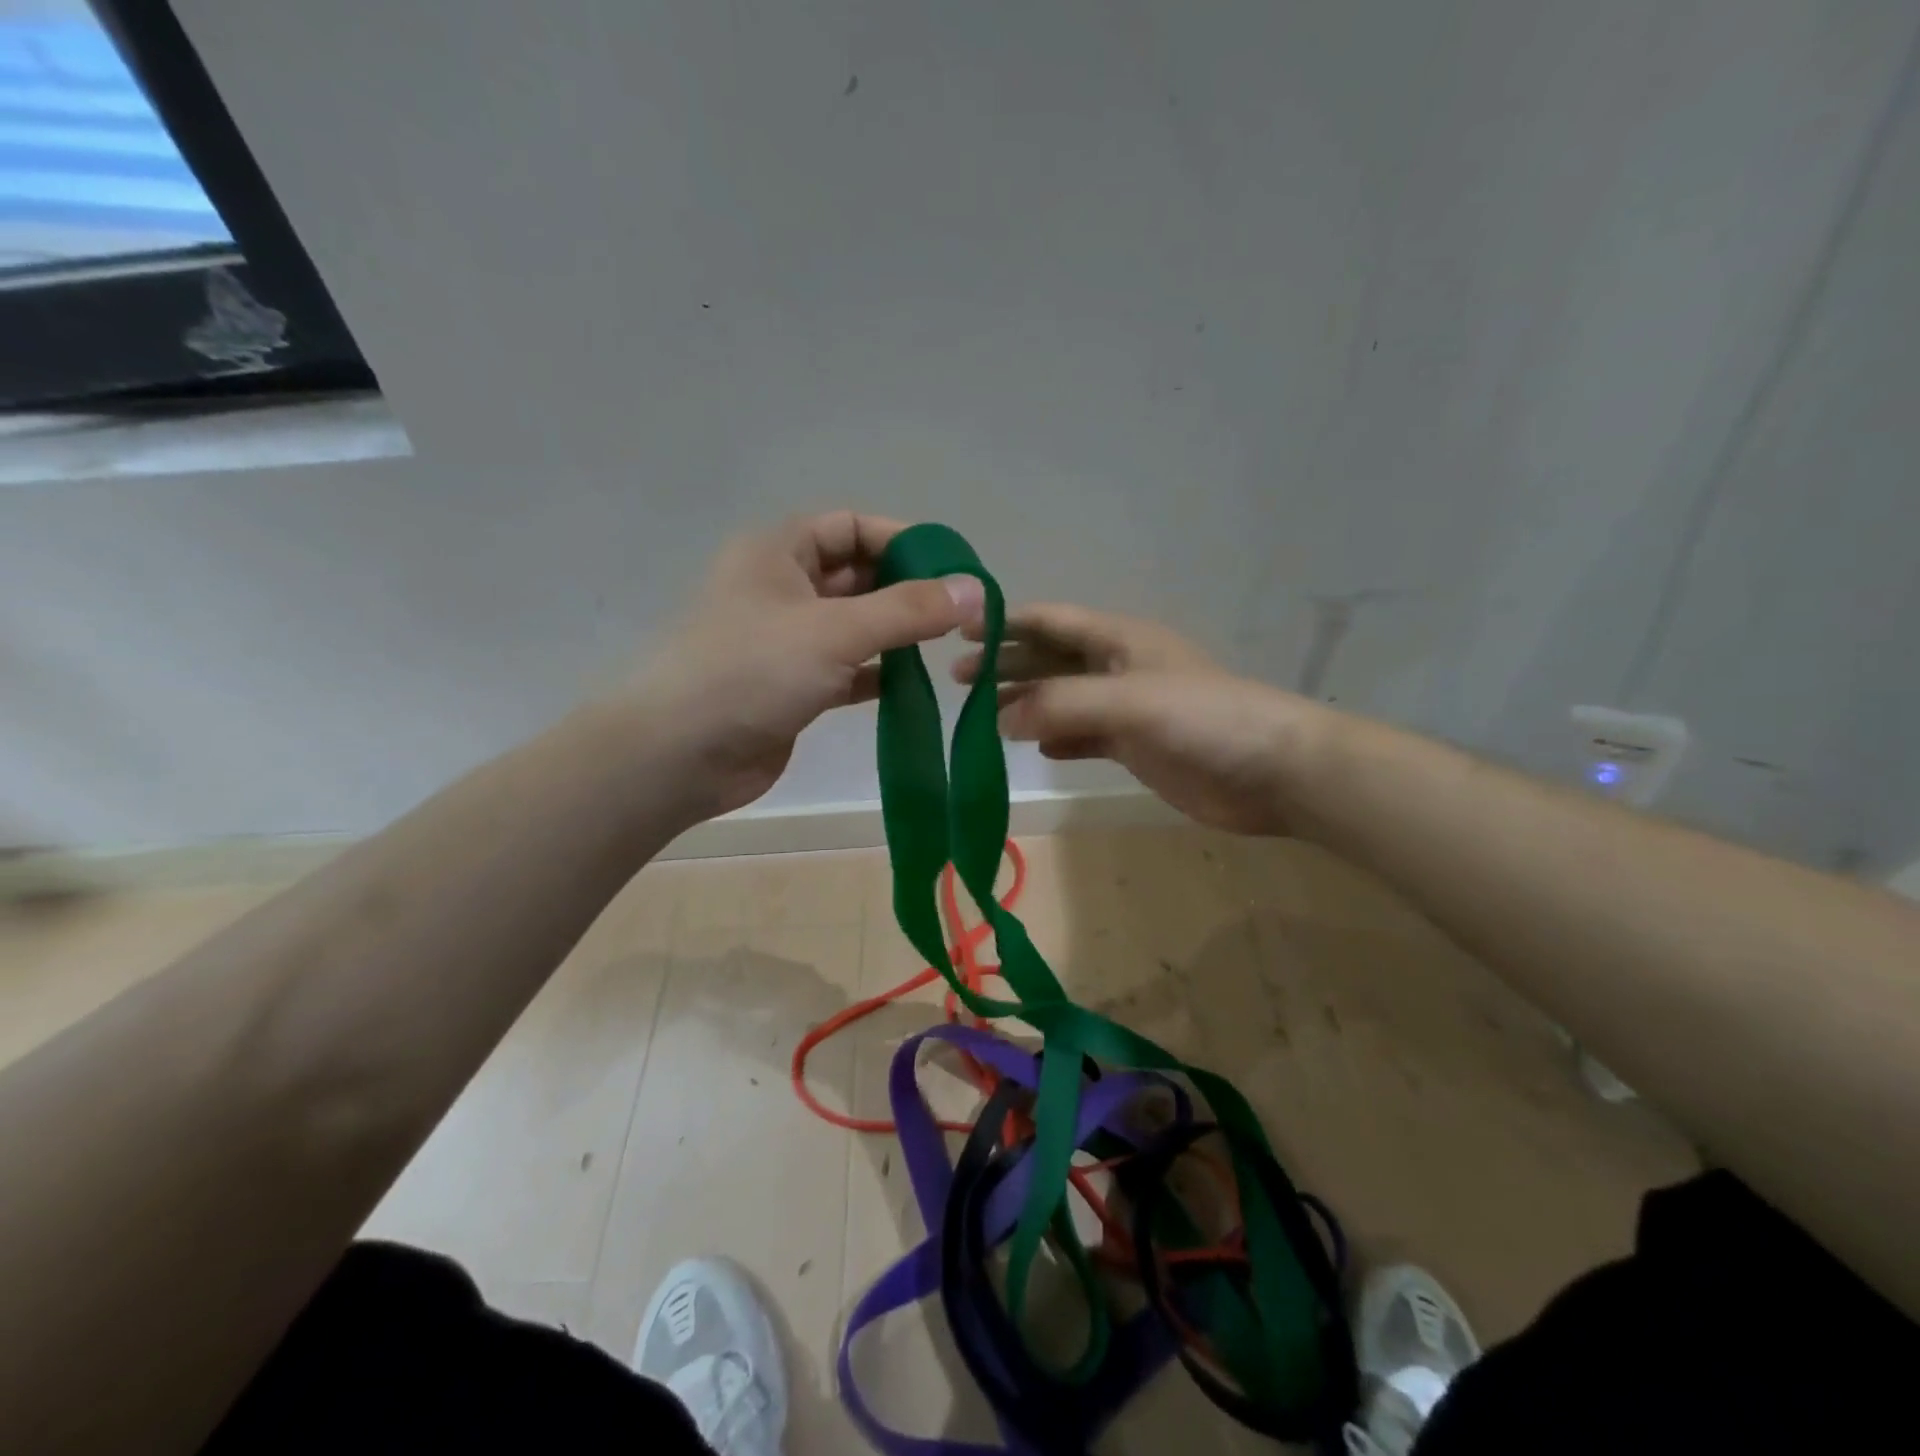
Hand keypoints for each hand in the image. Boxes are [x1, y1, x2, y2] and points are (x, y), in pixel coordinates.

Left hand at [633, 512, 983, 820]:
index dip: (902, 540)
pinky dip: (877, 673)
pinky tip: (912, 685)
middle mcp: (781, 588)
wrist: (680, 755)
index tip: (951, 568)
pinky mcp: (792, 686)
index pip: (851, 527)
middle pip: (855, 576)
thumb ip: (908, 609)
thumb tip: (975, 588)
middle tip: (958, 613)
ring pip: (853, 625)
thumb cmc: (752, 671)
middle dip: (905, 590)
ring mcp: (785, 641)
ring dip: (894, 634)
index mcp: (777, 552)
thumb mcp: (835, 630)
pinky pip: (846, 669)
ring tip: (944, 648)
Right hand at [953, 603, 1318, 835]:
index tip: (958, 631)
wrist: (1274, 771)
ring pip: (1063, 698)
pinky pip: (1084, 736)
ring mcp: (1127, 709)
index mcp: (1119, 640)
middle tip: (957, 679)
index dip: (1006, 622)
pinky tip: (1034, 746)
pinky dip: (1057, 738)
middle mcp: (1119, 668)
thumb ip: (1062, 704)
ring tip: (982, 715)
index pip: (1051, 620)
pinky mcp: (1137, 746)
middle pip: (1051, 658)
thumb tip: (999, 717)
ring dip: (1025, 702)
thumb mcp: (1129, 701)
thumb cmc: (1205, 719)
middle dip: (1006, 665)